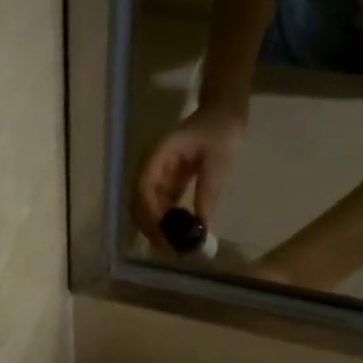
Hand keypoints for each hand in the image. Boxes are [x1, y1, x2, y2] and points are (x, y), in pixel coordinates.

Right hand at [133, 104, 246, 248]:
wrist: (224, 113)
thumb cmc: (221, 130)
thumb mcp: (219, 161)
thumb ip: (209, 192)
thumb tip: (203, 227)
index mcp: (158, 155)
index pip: (143, 187)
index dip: (148, 212)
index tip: (163, 234)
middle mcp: (152, 167)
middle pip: (138, 201)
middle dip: (149, 226)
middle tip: (169, 249)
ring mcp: (158, 176)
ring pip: (147, 207)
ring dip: (157, 228)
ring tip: (174, 247)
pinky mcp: (168, 183)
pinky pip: (161, 206)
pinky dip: (167, 222)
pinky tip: (180, 236)